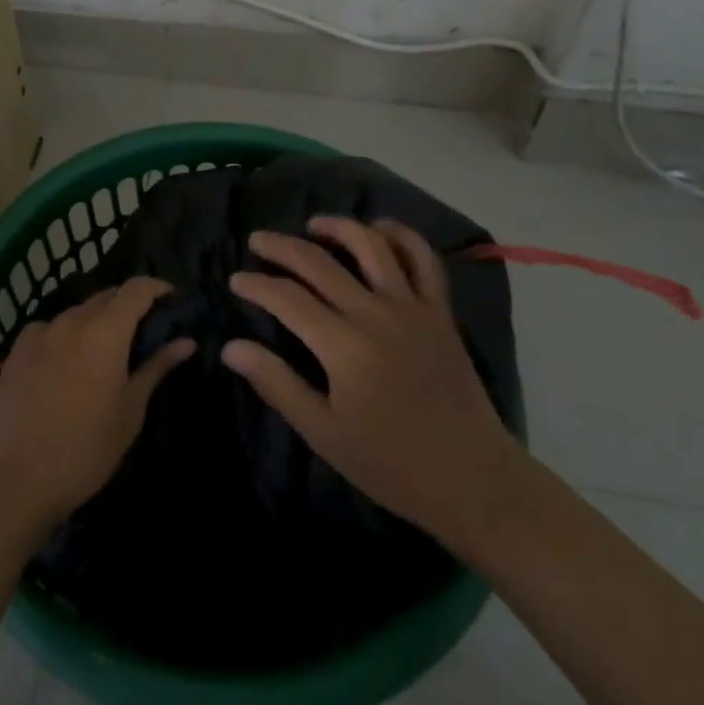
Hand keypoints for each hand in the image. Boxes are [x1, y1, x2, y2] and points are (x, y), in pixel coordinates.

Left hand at [0, 276, 194, 530]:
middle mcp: (73, 319)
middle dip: (128, 306)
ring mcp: (41, 331)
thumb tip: (186, 341)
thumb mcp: (130, 412)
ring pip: (78, 312)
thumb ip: (156, 367)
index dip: (157, 288)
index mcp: (106, 331)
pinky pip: (50, 329)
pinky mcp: (17, 349)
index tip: (172, 299)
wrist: (13, 479)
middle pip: (107, 296)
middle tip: (143, 332)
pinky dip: (66, 336)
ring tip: (103, 353)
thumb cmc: (84, 450)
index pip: (137, 288)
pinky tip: (64, 365)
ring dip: (96, 322)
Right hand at [222, 218, 520, 537]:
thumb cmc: (391, 464)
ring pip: (370, 245)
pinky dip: (399, 235)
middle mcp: (374, 313)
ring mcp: (411, 306)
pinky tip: (378, 230)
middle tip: (258, 240)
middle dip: (281, 247)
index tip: (236, 280)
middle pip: (318, 263)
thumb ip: (277, 384)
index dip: (257, 285)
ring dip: (337, 227)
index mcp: (343, 345)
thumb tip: (231, 347)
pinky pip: (422, 258)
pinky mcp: (439, 310)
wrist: (472, 479)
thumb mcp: (324, 433)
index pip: (287, 298)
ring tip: (313, 225)